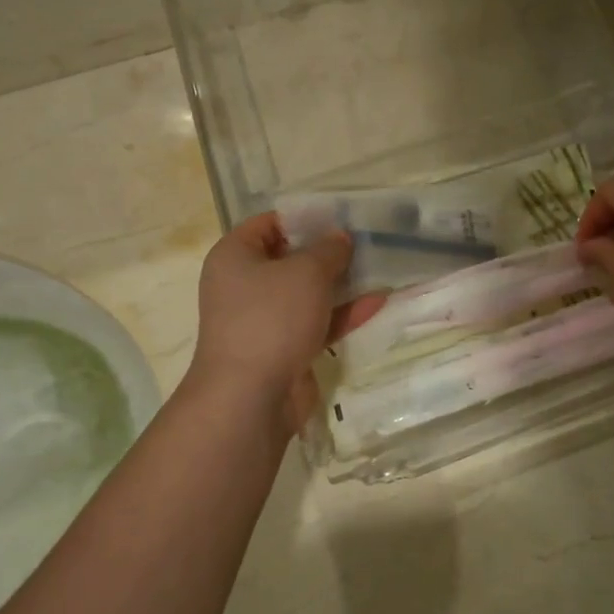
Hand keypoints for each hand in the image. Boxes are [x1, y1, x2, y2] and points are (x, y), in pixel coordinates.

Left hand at [189, 214, 385, 433]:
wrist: (251, 397)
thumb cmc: (272, 318)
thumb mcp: (306, 272)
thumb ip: (328, 250)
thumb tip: (339, 237)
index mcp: (235, 257)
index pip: (268, 223)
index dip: (303, 217)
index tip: (339, 216)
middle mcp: (244, 285)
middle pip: (289, 258)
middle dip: (327, 251)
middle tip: (365, 240)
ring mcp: (264, 319)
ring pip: (306, 293)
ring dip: (340, 283)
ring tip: (378, 268)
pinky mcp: (284, 348)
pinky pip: (316, 323)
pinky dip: (343, 314)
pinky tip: (379, 303)